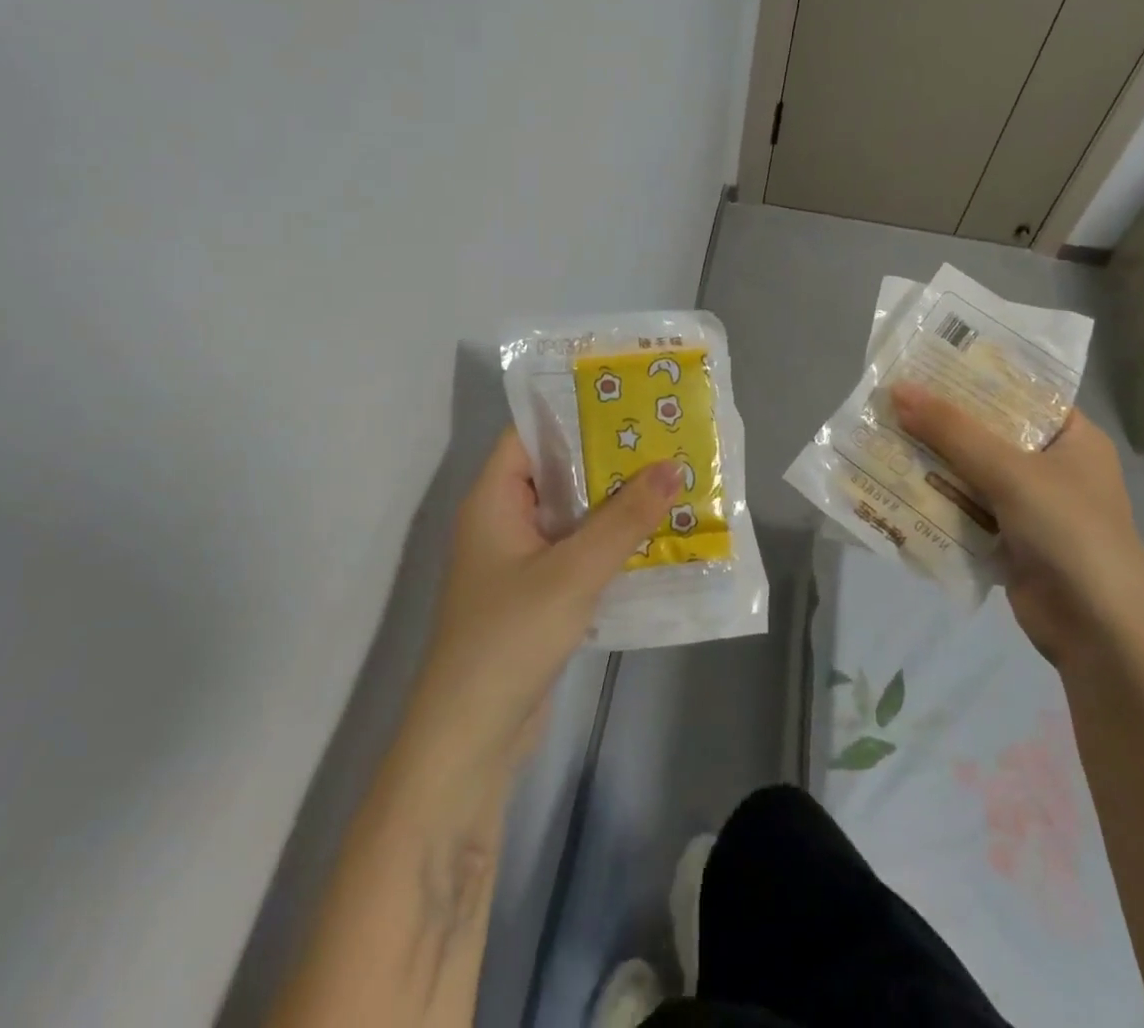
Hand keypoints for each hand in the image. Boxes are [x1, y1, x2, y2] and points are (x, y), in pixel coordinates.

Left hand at [401, 430, 679, 773]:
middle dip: (607, 458)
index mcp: (493, 500)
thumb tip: (672, 467)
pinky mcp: (538, 596)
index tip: (627, 400)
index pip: (530, 435)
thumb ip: (624, 518)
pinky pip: (577, 553)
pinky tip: (656, 537)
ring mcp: (520, 562)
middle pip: (556, 473)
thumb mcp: (573, 571)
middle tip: (664, 437)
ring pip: (572, 516)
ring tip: (671, 478)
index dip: (574, 413)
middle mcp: (503, 522)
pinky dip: (610, 543)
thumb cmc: (510, 638)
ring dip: (615, 503)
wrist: (470, 742)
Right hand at [890, 384, 1143, 662]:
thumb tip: (897, 390)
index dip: (972, 375)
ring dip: (931, 459)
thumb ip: (953, 431)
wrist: (1100, 635)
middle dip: (940, 419)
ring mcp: (1029, 504)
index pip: (1018, 390)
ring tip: (880, 432)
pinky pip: (963, 507)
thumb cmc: (1070, 534)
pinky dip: (935, 497)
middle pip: (987, 431)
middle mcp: (1051, 465)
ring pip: (970, 470)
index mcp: (1072, 437)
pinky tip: (893, 481)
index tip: (923, 360)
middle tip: (888, 396)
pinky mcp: (1007, 538)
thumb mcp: (1010, 472)